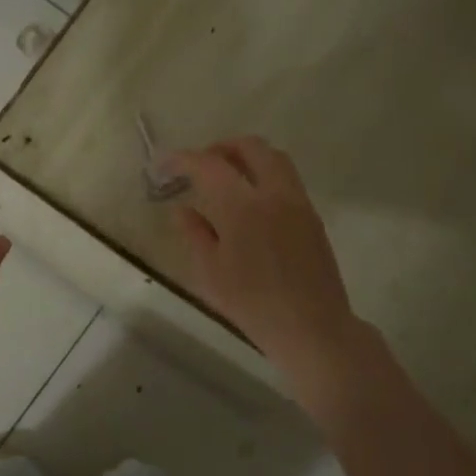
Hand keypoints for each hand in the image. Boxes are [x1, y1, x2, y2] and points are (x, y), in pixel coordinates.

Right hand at [164, 137, 375, 408]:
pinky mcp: (312, 216)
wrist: (311, 328)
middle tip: (198, 165)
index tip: (163, 164)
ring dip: (246, 157)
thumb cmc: (252, 304)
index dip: (182, 159)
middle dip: (220, 148)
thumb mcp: (209, 272)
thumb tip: (182, 208)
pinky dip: (263, 175)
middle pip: (250, 147)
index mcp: (243, 207)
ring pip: (274, 158)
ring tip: (225, 178)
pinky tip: (249, 202)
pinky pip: (286, 179)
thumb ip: (194, 233)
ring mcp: (298, 203)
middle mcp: (274, 194)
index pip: (209, 165)